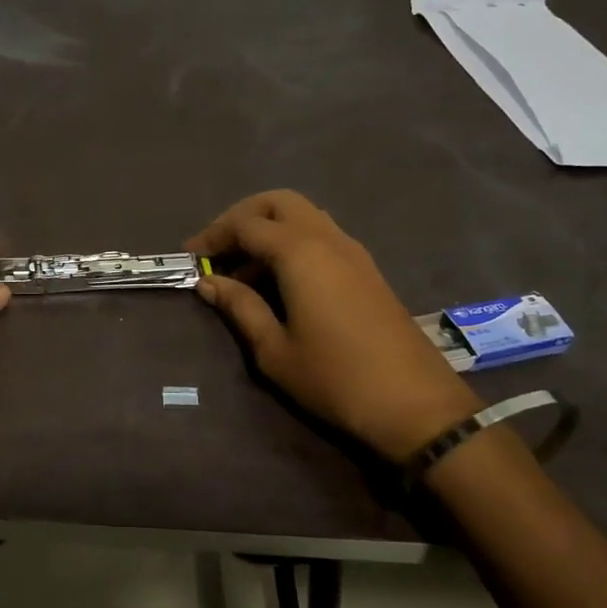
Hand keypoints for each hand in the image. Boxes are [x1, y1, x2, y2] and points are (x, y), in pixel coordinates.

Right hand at [186, 190, 478, 460]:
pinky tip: (280, 281)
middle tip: (218, 249)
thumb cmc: (335, 378)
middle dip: (243, 217)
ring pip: (303, 216)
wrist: (416, 405)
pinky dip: (293, 243)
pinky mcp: (367, 269)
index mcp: (300, 253)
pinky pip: (322, 236)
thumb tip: (209, 283)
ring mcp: (353, 251)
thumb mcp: (274, 350)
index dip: (214, 235)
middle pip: (278, 202)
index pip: (246, 224)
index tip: (190, 257)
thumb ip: (240, 307)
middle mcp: (328, 239)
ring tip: (244, 269)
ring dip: (269, 229)